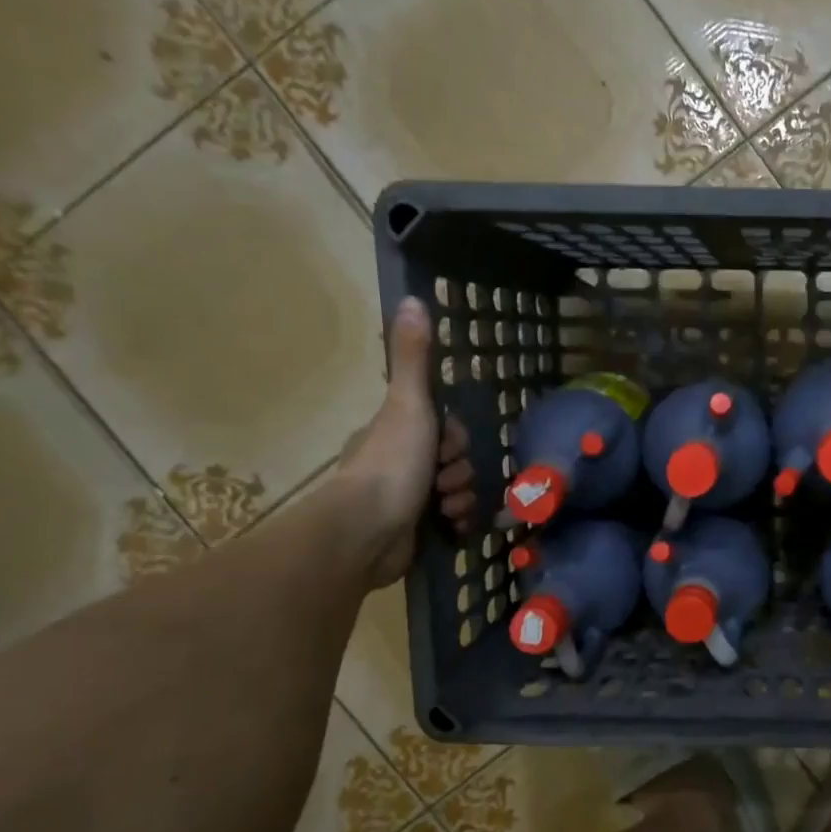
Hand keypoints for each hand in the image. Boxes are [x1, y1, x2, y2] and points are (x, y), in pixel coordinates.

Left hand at [334, 298, 475, 588]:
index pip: (445, 430)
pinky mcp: (414, 532)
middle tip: (444, 480)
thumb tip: (413, 299)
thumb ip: (414, 359)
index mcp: (396, 433)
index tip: (446, 447)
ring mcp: (406, 500)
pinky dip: (456, 524)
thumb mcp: (408, 404)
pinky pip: (452, 522)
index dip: (455, 438)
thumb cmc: (391, 463)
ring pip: (457, 492)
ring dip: (462, 499)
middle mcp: (399, 464)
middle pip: (455, 462)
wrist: (368, 531)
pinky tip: (450, 528)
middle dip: (460, 473)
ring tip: (446, 508)